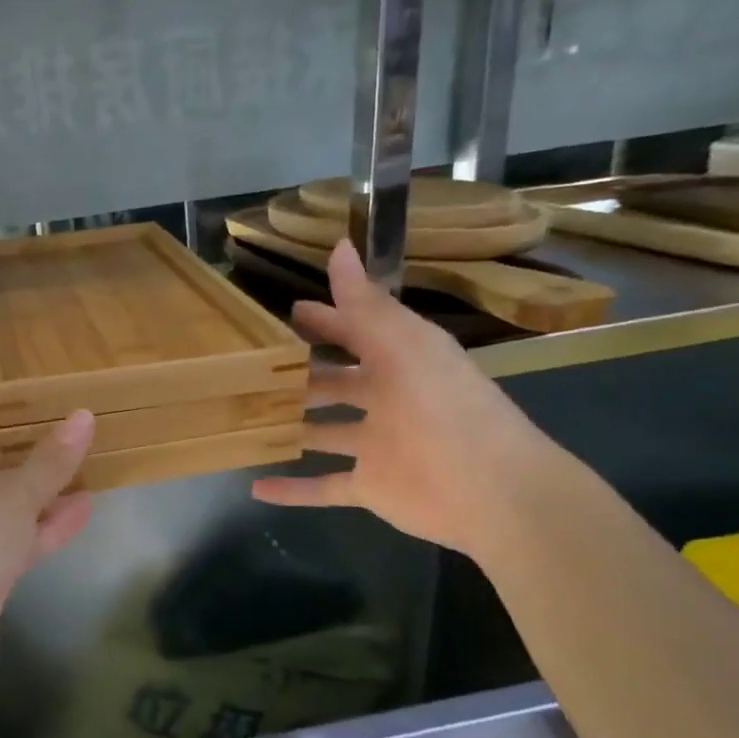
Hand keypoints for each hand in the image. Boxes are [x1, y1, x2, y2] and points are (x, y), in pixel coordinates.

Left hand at [0, 406, 95, 688]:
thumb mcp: (12, 495)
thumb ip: (50, 461)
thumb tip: (82, 417)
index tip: (19, 405)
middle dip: (22, 458)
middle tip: (63, 437)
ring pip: (5, 513)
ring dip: (41, 496)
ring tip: (86, 471)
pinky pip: (15, 546)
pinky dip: (44, 530)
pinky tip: (82, 512)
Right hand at [252, 238, 560, 557]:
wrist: (493, 491)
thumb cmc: (444, 409)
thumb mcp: (403, 347)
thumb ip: (365, 304)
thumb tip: (338, 246)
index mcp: (401, 361)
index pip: (355, 332)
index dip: (325, 320)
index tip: (287, 312)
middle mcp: (387, 400)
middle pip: (335, 382)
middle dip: (300, 375)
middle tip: (254, 368)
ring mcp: (377, 446)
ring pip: (323, 433)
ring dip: (291, 429)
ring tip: (246, 421)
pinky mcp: (371, 487)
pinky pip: (323, 487)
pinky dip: (292, 490)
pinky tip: (256, 487)